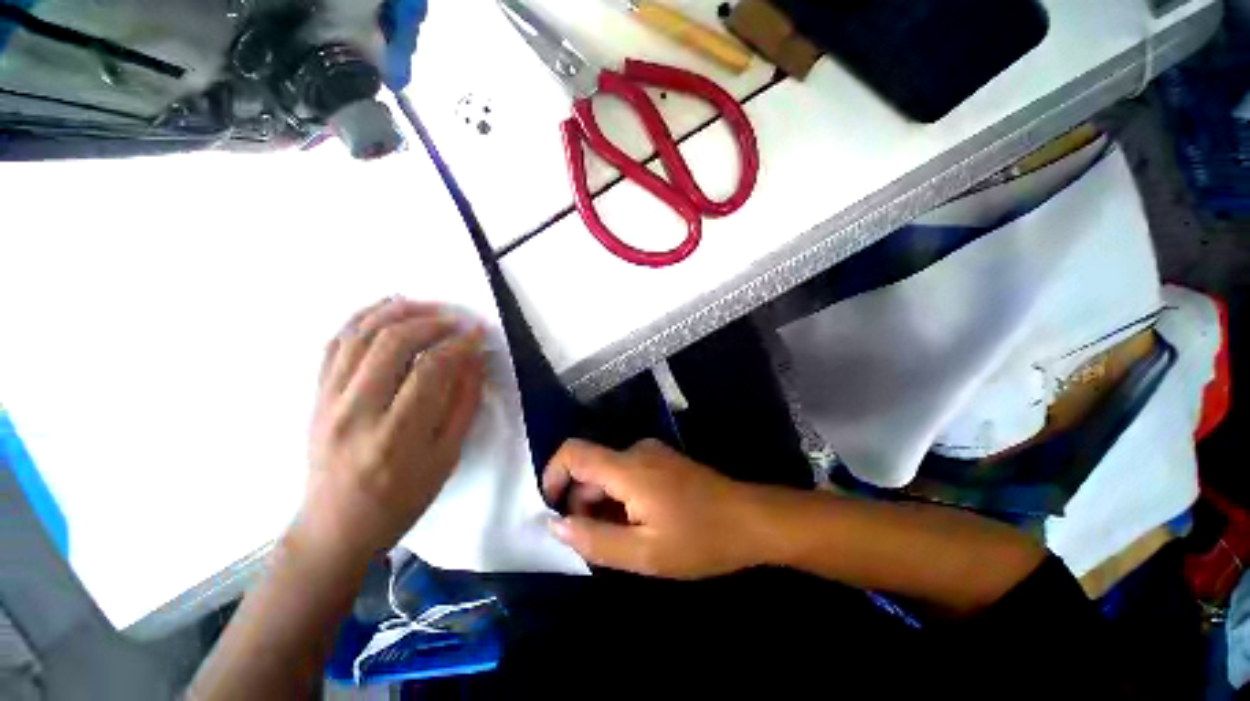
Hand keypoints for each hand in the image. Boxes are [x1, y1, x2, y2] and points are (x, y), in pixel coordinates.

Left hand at [296, 297, 485, 564]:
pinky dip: (361, 319)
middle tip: (456, 319)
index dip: (459, 344)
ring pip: (359, 335)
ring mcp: (328, 400)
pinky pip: (335, 344)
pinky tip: (385, 311)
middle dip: (431, 321)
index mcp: (397, 434)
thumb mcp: (447, 457)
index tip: (478, 334)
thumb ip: (464, 405)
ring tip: (426, 306)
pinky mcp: (316, 396)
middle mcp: (356, 411)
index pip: (431, 369)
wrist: (337, 526)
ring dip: (396, 311)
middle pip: (392, 342)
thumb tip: (473, 360)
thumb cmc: (402, 498)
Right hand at [541, 439, 761, 579]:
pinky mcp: (662, 460)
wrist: (751, 519)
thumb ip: (594, 539)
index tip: (551, 509)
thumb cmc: (700, 539)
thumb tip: (555, 524)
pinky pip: (627, 474)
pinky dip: (620, 499)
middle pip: (591, 468)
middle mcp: (636, 450)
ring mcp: (652, 453)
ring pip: (609, 473)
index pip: (573, 452)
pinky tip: (639, 526)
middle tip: (595, 543)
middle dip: (581, 503)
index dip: (552, 475)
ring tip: (622, 540)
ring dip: (602, 504)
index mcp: (627, 467)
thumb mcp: (644, 553)